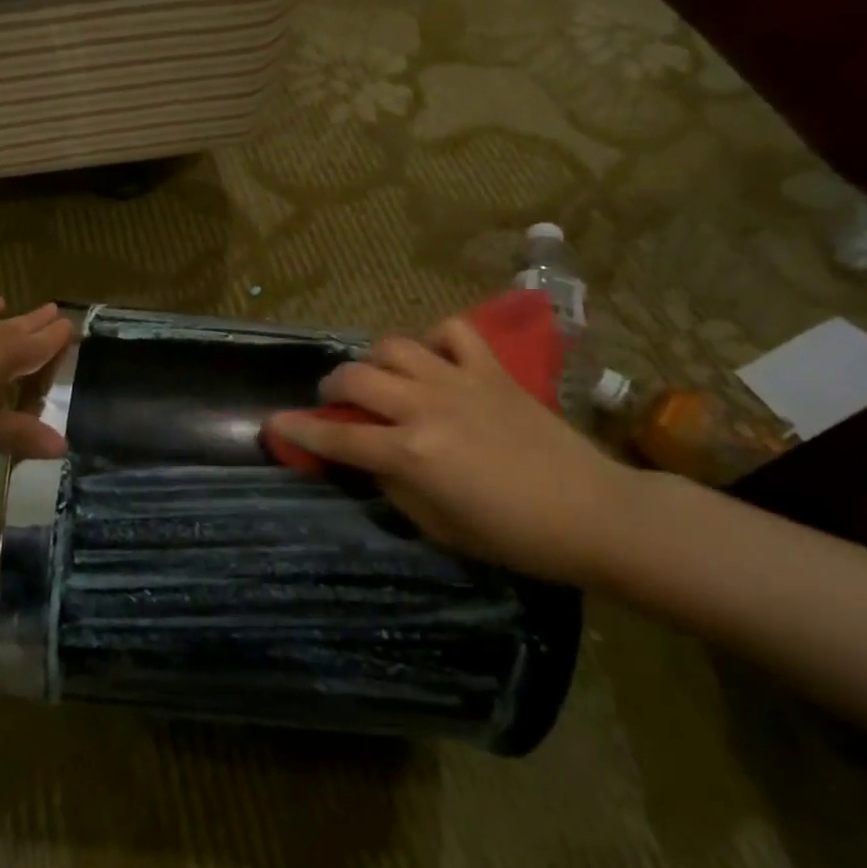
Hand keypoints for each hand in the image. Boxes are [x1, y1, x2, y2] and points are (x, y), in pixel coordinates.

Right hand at [266, 316, 642, 585]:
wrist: (593, 512)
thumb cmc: (514, 536)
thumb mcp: (439, 527)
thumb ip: (395, 486)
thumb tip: (372, 458)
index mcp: (411, 453)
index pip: (338, 435)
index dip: (298, 429)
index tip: (273, 423)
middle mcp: (426, 407)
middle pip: (355, 376)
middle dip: (332, 387)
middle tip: (336, 402)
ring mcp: (460, 381)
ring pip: (393, 345)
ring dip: (375, 361)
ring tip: (383, 379)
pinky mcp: (492, 369)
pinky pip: (452, 331)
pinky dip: (433, 341)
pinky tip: (434, 361)